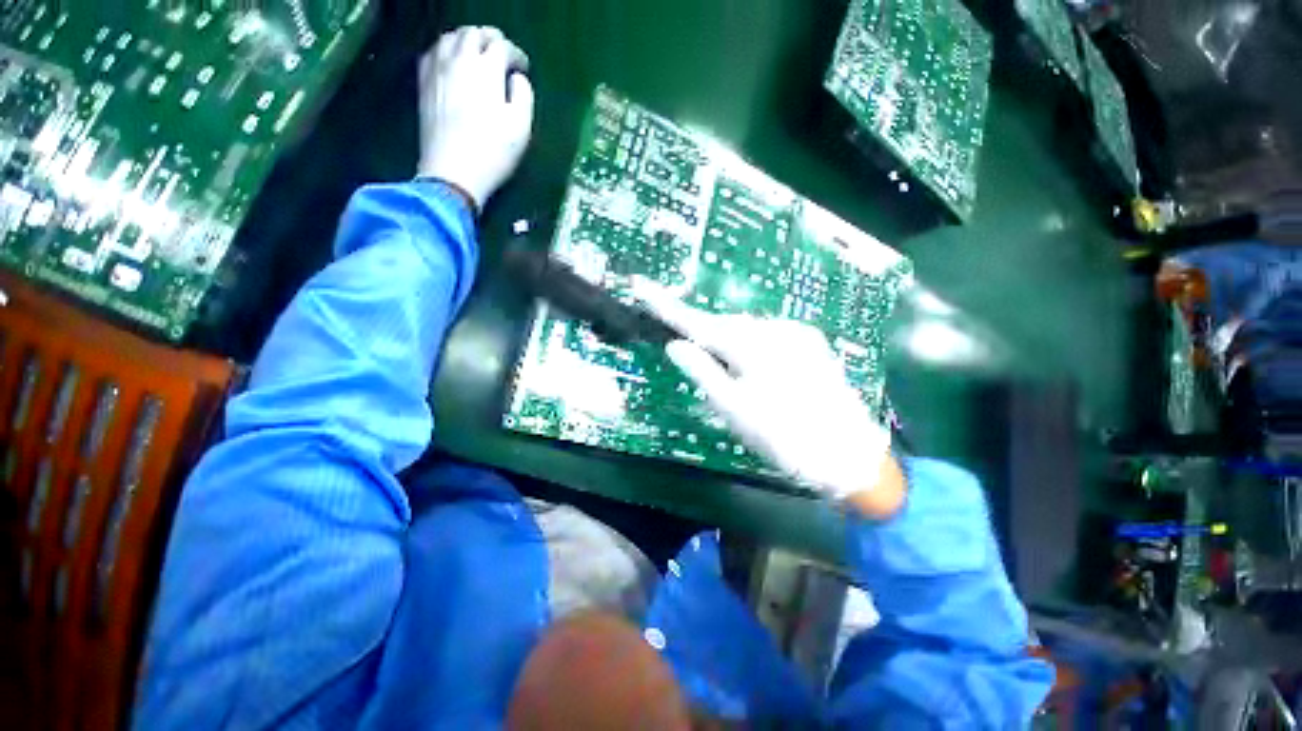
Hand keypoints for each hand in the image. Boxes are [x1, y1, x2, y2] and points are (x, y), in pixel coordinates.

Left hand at [418, 26, 534, 210]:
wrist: (453, 173)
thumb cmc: (493, 153)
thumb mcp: (521, 128)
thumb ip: (524, 96)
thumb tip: (517, 78)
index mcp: (486, 69)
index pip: (502, 47)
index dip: (516, 54)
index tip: (523, 68)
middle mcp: (459, 60)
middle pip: (474, 34)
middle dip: (490, 39)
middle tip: (502, 52)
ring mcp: (437, 70)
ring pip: (450, 37)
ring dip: (467, 39)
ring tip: (477, 52)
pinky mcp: (423, 84)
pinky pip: (432, 53)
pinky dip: (445, 49)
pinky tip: (450, 61)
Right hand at [633, 279, 903, 517]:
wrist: (848, 453)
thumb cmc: (783, 435)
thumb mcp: (733, 408)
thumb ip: (702, 371)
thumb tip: (675, 345)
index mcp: (751, 344)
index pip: (698, 322)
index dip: (667, 307)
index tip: (642, 288)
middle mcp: (774, 328)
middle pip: (724, 324)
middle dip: (702, 333)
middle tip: (685, 346)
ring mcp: (796, 333)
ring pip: (747, 330)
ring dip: (728, 342)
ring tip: (726, 371)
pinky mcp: (810, 343)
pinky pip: (768, 336)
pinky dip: (751, 346)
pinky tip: (754, 369)